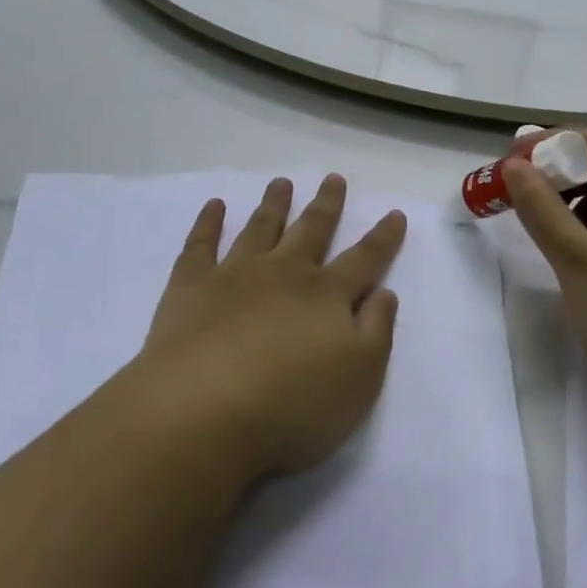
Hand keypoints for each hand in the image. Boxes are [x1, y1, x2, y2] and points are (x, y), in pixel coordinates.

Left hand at [137, 175, 405, 480]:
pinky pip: (201, 244)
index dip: (382, 238)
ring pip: (261, 228)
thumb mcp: (359, 379)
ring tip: (281, 182)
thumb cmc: (291, 404)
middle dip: (326, 204)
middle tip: (333, 178)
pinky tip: (214, 206)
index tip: (394, 213)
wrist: (202, 409)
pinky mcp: (191, 286)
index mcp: (327, 295)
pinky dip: (208, 223)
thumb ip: (376, 331)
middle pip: (311, 230)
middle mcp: (285, 273)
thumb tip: (385, 292)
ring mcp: (235, 274)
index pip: (364, 259)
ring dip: (274, 204)